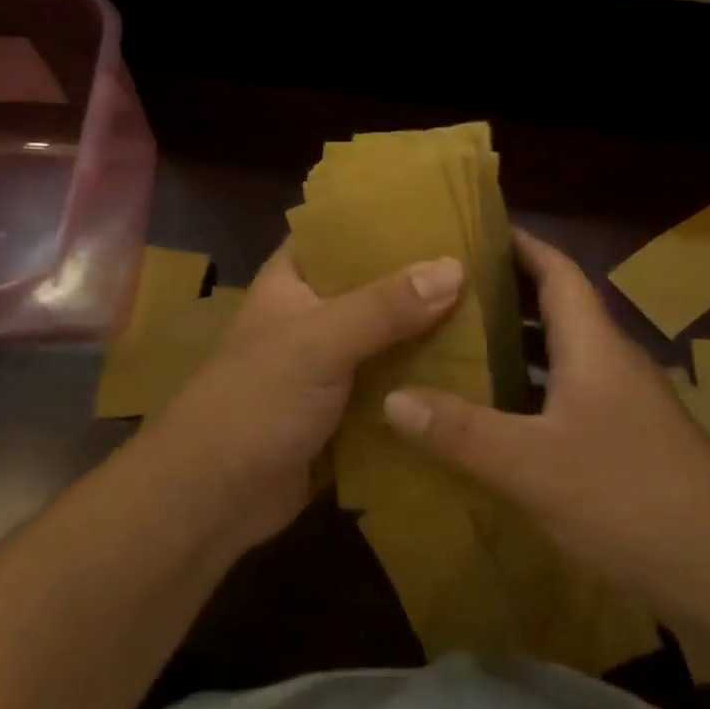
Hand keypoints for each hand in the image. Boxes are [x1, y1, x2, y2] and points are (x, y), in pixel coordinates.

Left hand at [139, 243, 464, 554]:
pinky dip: (424, 377)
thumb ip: (385, 305)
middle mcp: (314, 313)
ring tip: (495, 309)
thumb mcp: (319, 342)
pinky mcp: (346, 407)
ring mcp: (331, 362)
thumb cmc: (256, 401)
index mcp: (294, 279)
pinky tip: (475, 368)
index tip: (447, 210)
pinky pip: (393, 381)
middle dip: (424, 279)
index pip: (343, 230)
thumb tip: (455, 268)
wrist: (214, 498)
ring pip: (390, 335)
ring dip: (430, 330)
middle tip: (488, 262)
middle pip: (376, 284)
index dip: (389, 218)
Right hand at [381, 228, 709, 620]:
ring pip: (567, 353)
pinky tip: (504, 413)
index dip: (521, 244)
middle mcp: (614, 362)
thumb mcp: (532, 464)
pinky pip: (573, 393)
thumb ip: (460, 430)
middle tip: (448, 289)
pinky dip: (536, 387)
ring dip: (521, 342)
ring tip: (463, 342)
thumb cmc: (629, 498)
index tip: (476, 230)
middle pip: (560, 307)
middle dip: (508, 292)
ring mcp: (628, 403)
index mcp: (595, 346)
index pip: (558, 271)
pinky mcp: (632, 441)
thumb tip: (391, 398)